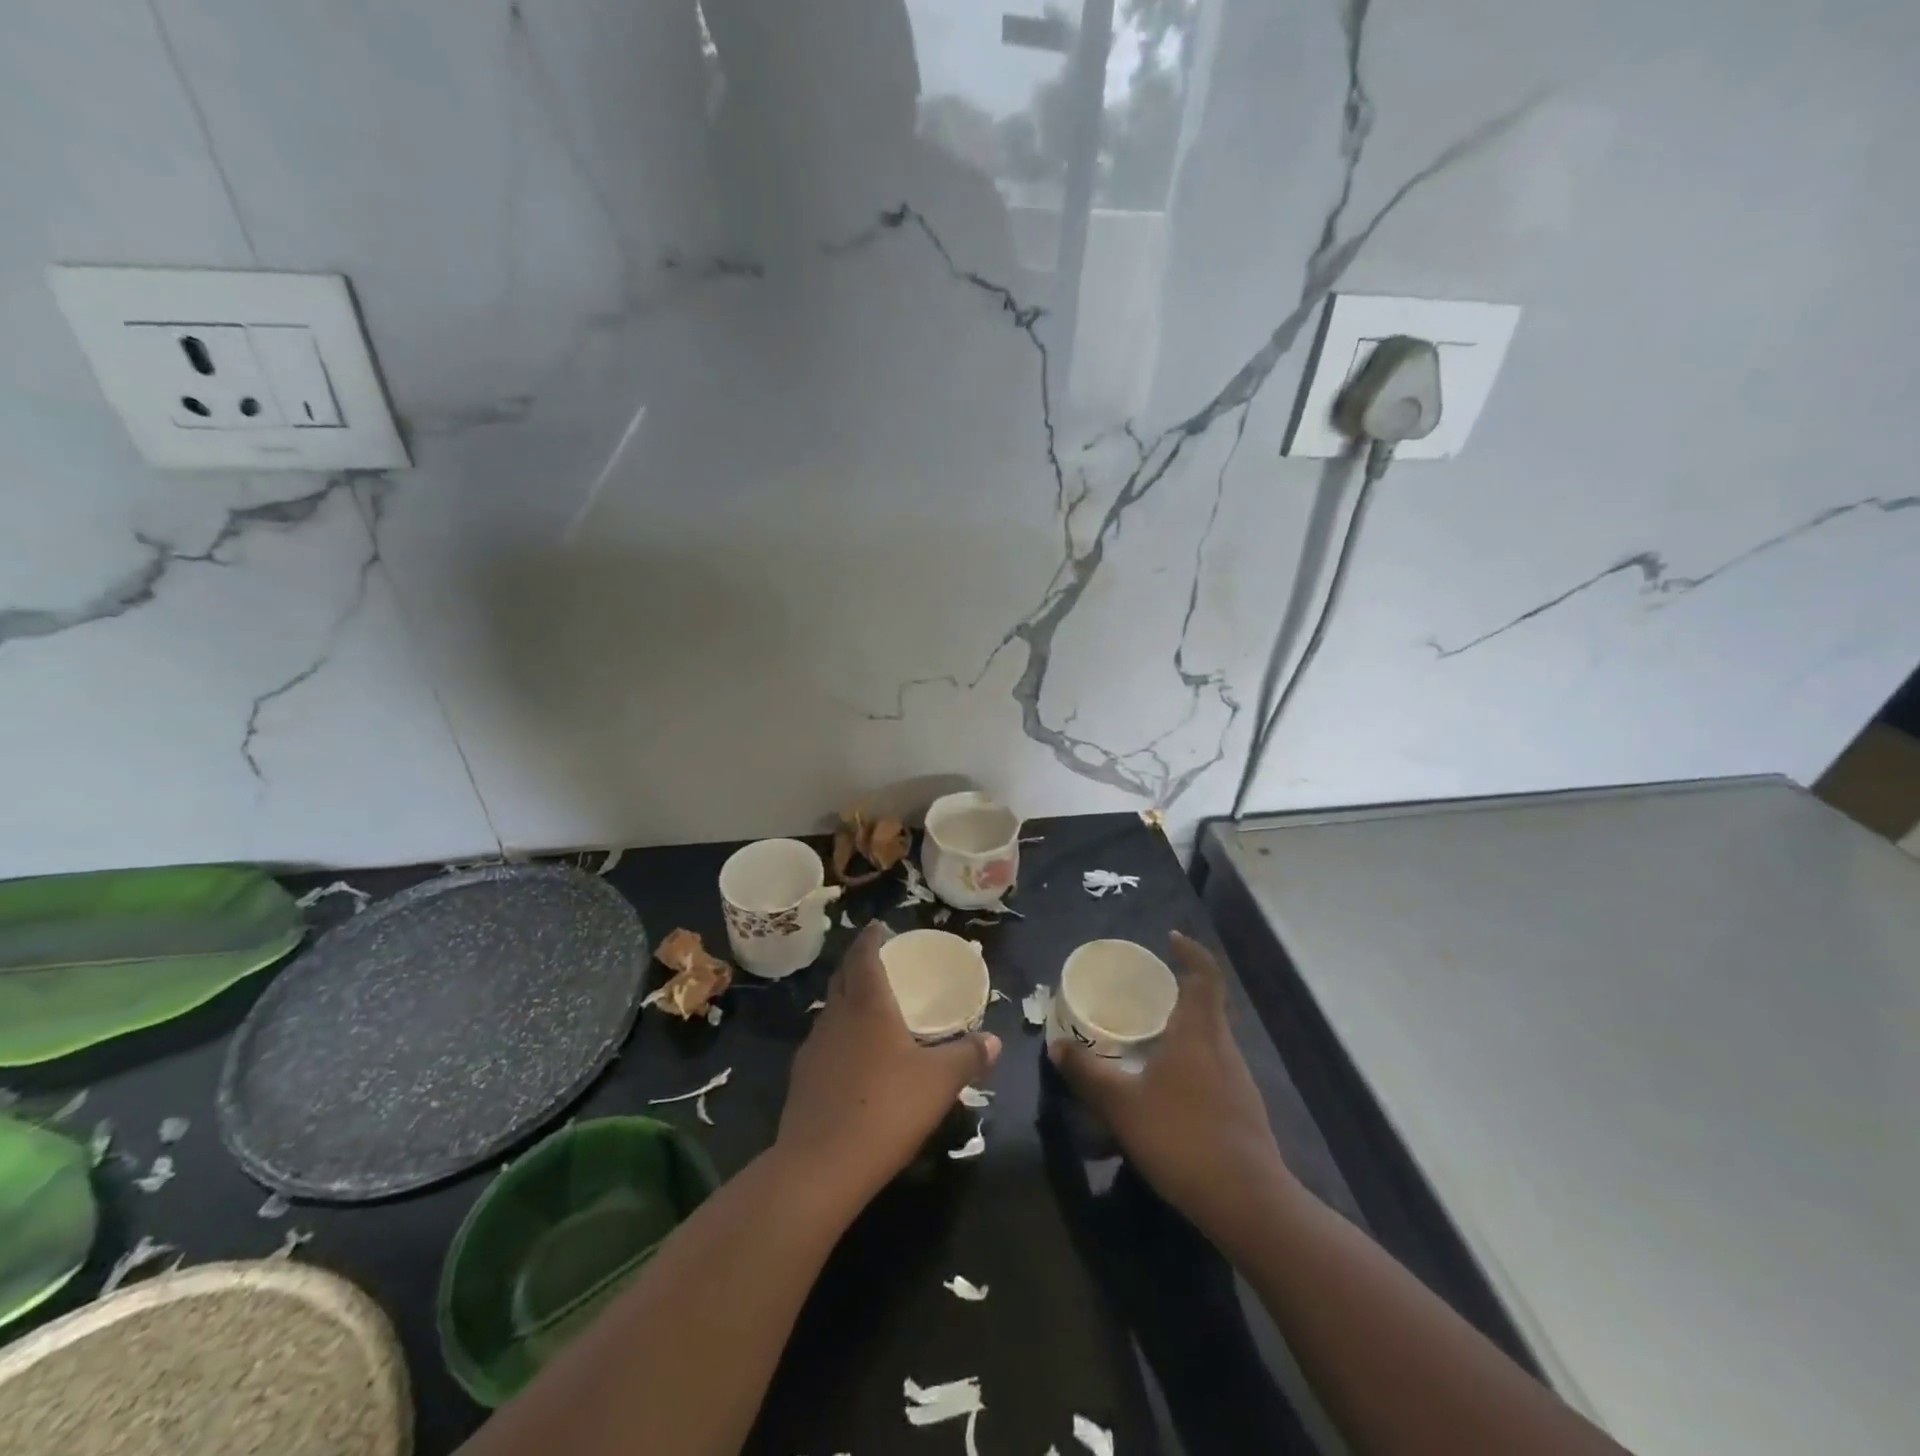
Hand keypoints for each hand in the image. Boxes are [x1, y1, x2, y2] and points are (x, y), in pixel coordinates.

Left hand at [777, 923, 999, 1202]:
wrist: (820, 1167)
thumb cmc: (886, 1109)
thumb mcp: (940, 1082)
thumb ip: (968, 1056)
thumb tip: (994, 1040)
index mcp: (868, 1005)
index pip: (864, 956)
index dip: (871, 938)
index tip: (878, 925)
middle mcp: (836, 1017)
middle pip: (842, 977)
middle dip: (857, 962)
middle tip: (875, 958)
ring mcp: (813, 1048)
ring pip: (830, 1009)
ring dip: (846, 998)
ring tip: (867, 1005)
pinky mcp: (801, 1079)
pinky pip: (823, 1041)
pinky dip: (838, 1034)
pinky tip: (852, 1056)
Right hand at [1049, 932, 1294, 1243]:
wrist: (1247, 1202)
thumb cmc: (1182, 1137)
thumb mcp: (1121, 1105)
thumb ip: (1087, 1074)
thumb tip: (1057, 1046)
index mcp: (1198, 1032)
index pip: (1205, 975)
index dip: (1191, 952)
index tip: (1171, 939)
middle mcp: (1223, 1047)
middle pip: (1207, 1004)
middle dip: (1179, 991)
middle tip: (1144, 992)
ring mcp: (1238, 1080)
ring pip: (1210, 1038)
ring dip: (1183, 1028)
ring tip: (1149, 1037)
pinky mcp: (1242, 1109)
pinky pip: (1213, 1067)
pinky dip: (1191, 1060)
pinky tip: (1167, 1086)